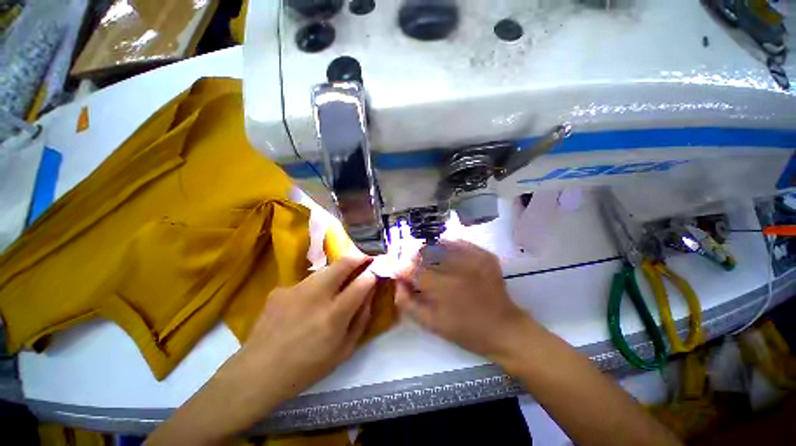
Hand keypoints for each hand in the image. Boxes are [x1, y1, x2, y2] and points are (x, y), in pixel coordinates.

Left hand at [236, 255, 376, 397]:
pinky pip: (306, 282)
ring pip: (326, 269)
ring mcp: (296, 289)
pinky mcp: (281, 289)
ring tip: (337, 282)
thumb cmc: (307, 368)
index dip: (373, 273)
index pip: (362, 282)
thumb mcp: (344, 350)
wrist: (257, 373)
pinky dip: (314, 287)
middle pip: (344, 263)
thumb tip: (370, 293)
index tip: (376, 270)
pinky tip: (306, 303)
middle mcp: (316, 296)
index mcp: (334, 315)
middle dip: (358, 257)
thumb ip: (361, 319)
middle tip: (364, 259)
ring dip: (337, 271)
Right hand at [395, 240, 533, 359]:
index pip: (410, 268)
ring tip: (428, 259)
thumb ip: (407, 302)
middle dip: (412, 255)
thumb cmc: (464, 330)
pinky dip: (446, 246)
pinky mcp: (483, 254)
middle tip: (411, 263)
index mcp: (441, 287)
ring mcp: (472, 257)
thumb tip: (397, 282)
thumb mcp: (430, 323)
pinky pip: (457, 242)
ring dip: (428, 249)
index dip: (399, 267)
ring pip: (439, 243)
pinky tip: (445, 256)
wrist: (504, 328)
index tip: (396, 269)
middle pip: (423, 250)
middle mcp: (455, 267)